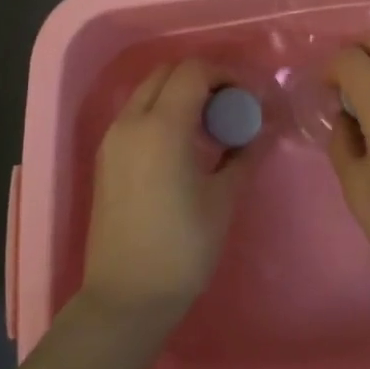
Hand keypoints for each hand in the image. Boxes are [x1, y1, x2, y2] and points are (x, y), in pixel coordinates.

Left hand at [81, 59, 247, 324]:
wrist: (127, 297)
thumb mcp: (223, 199)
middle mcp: (131, 122)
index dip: (225, 74)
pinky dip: (162, 110)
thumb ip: (244, 155)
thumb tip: (263, 131)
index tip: (248, 97)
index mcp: (162, 127)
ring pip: (148, 90)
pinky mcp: (106, 157)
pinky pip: (136, 114)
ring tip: (210, 124)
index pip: (193, 71)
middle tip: (230, 105)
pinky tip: (185, 143)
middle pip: (168, 72)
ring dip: (180, 93)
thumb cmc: (182, 248)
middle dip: (202, 78)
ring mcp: (113, 139)